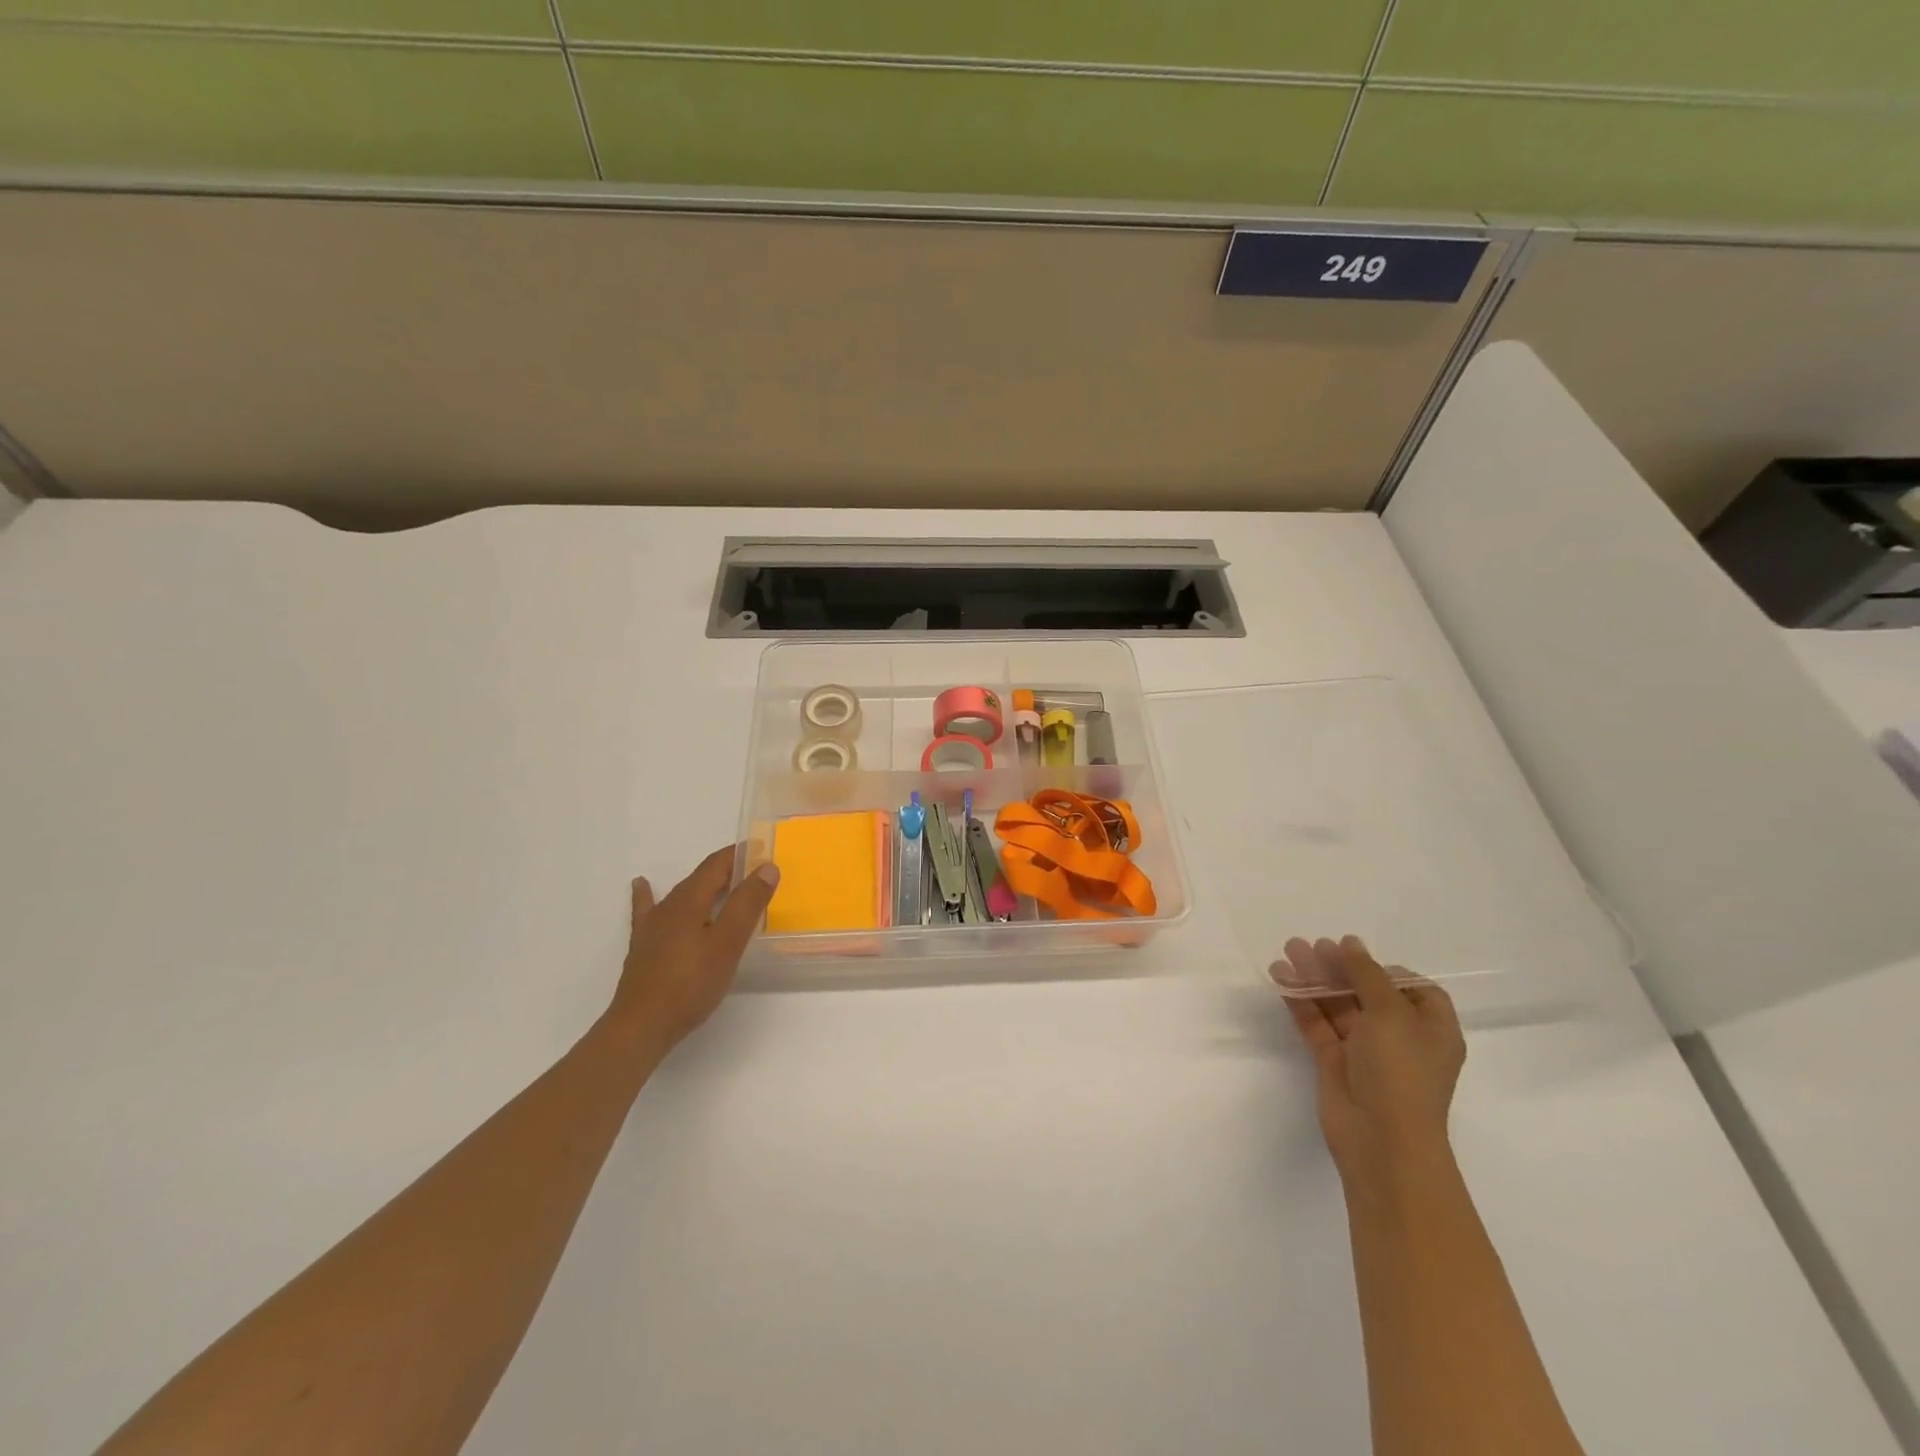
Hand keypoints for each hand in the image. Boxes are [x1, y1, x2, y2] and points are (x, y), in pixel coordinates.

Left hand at [603, 846, 780, 1054]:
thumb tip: (766, 866)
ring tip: (721, 882)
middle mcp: (669, 905)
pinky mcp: (644, 946)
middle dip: (727, 870)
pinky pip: (649, 910)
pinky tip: (641, 885)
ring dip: (704, 885)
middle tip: (754, 873)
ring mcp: (653, 926)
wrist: (641, 1026)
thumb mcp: (728, 943)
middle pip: (701, 877)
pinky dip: (648, 894)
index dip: (739, 854)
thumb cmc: (691, 984)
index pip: (717, 864)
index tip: (762, 851)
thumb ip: (748, 903)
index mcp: (690, 899)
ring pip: (682, 894)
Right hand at [1274, 936, 1464, 1185]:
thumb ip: (1366, 973)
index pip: (1413, 989)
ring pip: (1338, 1005)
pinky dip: (1301, 1001)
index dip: (1386, 969)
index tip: (1357, 956)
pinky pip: (1317, 1024)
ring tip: (1288, 951)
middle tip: (1311, 945)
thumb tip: (1350, 944)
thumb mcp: (1390, 1013)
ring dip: (1315, 979)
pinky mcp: (1335, 1062)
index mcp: (1431, 1029)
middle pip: (1368, 992)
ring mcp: (1366, 1051)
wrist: (1381, 1140)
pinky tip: (1281, 979)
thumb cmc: (1400, 1071)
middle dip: (1339, 967)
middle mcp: (1400, 1038)